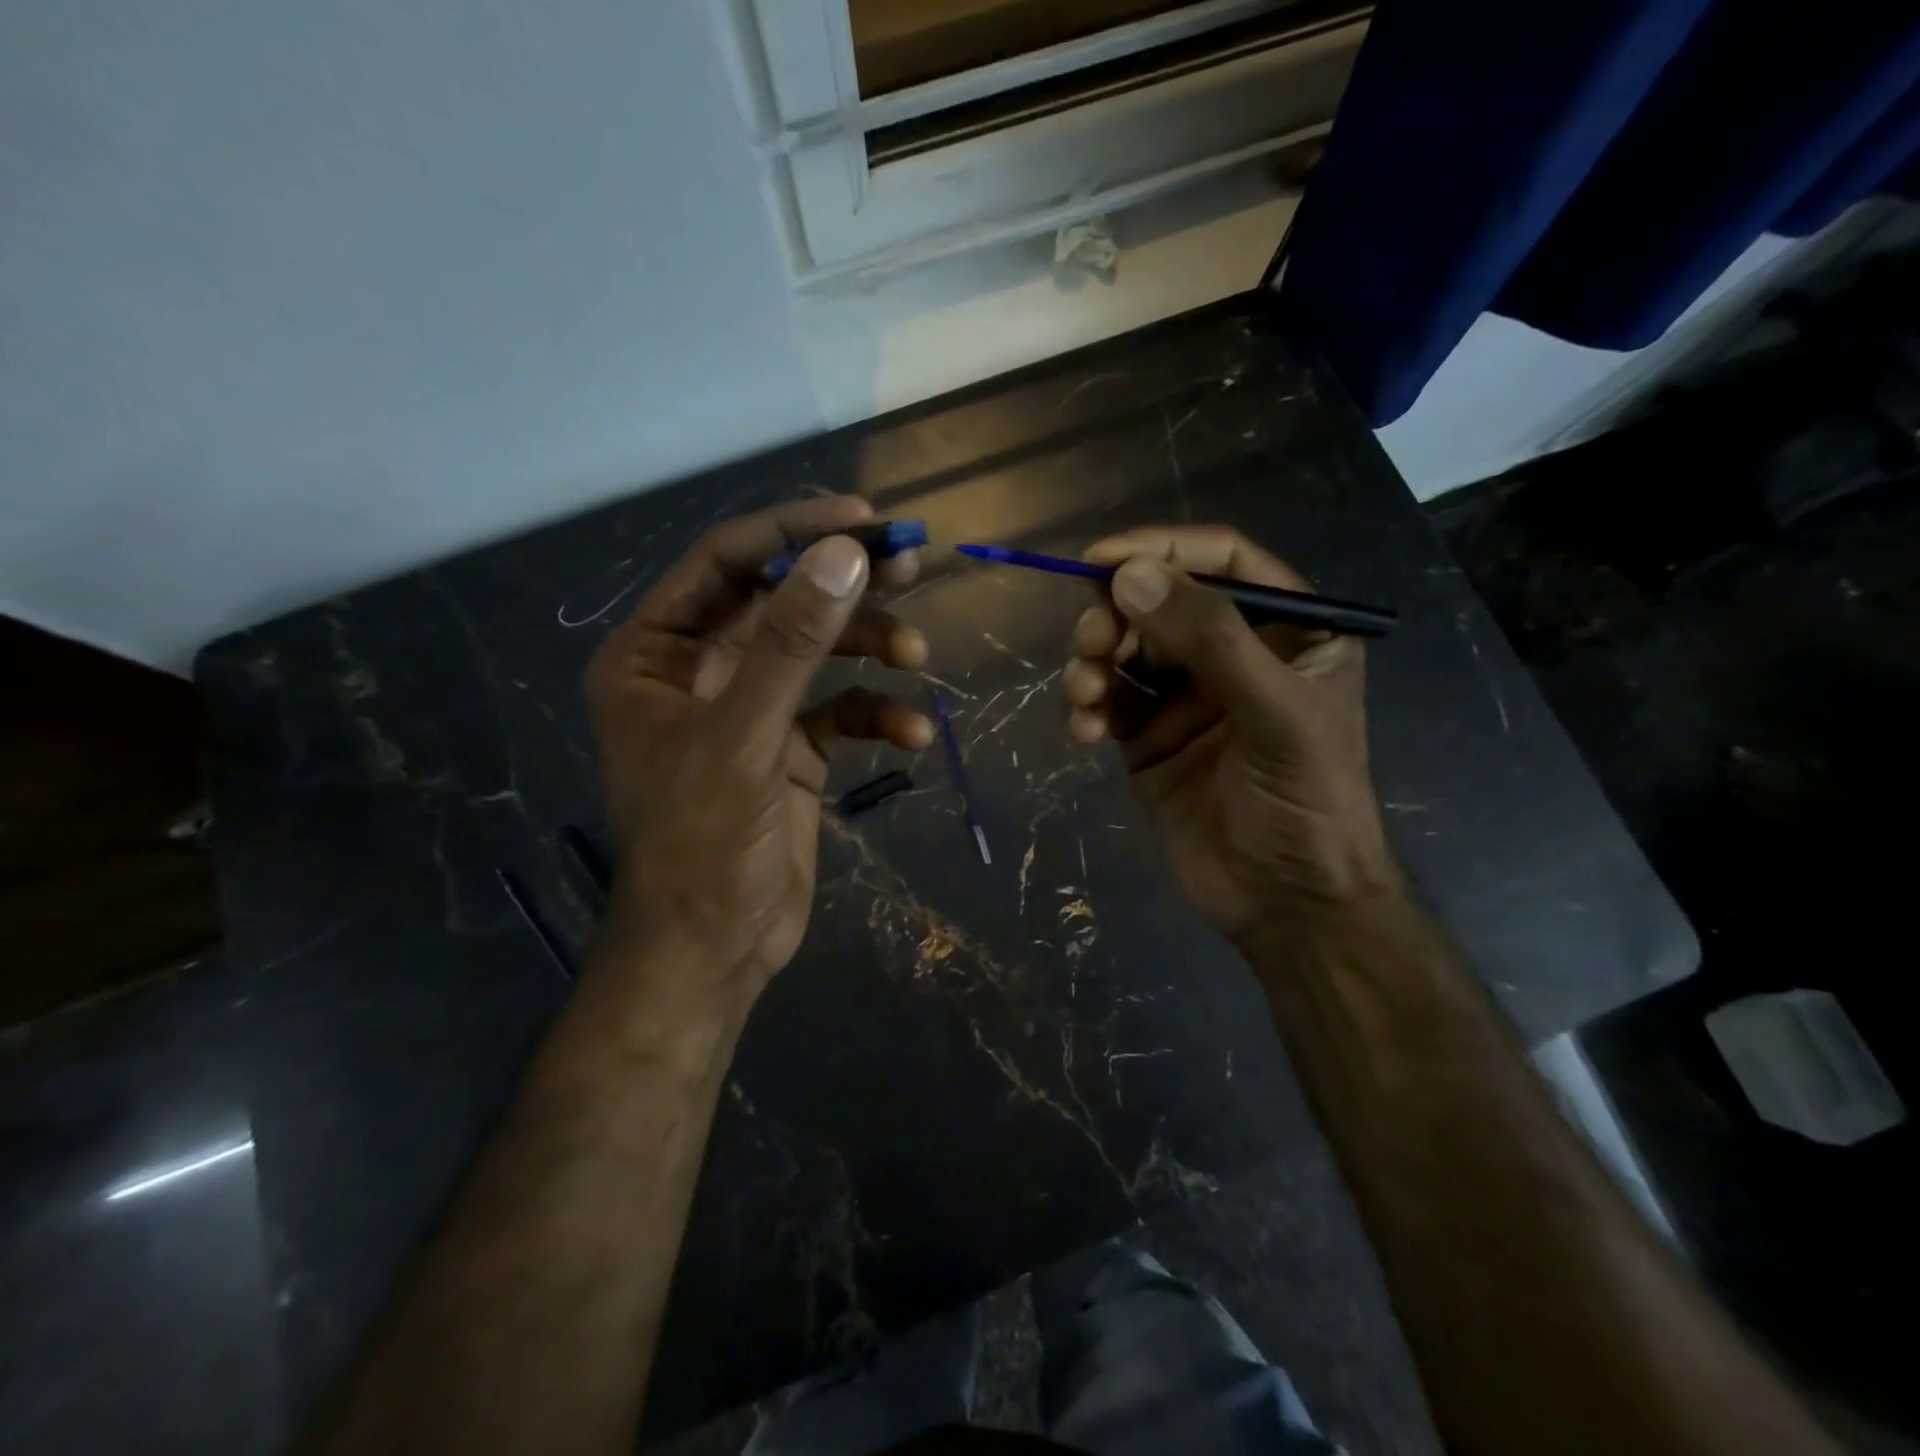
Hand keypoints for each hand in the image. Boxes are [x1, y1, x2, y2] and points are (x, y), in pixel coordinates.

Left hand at [586, 498, 933, 1008]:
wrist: (715, 952)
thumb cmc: (703, 846)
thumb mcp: (744, 737)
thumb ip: (790, 644)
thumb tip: (846, 554)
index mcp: (656, 655)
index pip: (726, 563)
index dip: (793, 532)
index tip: (865, 520)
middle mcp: (700, 671)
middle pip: (781, 601)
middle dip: (844, 585)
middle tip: (911, 564)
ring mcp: (750, 711)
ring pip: (818, 653)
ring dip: (871, 649)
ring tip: (918, 654)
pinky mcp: (790, 750)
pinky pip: (840, 712)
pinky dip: (878, 714)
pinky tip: (914, 733)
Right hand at [1063, 526, 1401, 947]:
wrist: (1287, 904)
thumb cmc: (1307, 802)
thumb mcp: (1275, 712)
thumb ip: (1210, 638)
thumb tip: (1129, 574)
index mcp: (1288, 629)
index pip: (1222, 560)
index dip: (1162, 548)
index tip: (1100, 560)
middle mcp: (1233, 652)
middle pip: (1158, 601)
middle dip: (1115, 615)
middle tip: (1091, 642)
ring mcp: (1185, 695)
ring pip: (1123, 648)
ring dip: (1092, 662)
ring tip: (1085, 696)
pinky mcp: (1146, 736)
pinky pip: (1105, 699)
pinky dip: (1085, 707)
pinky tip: (1083, 733)